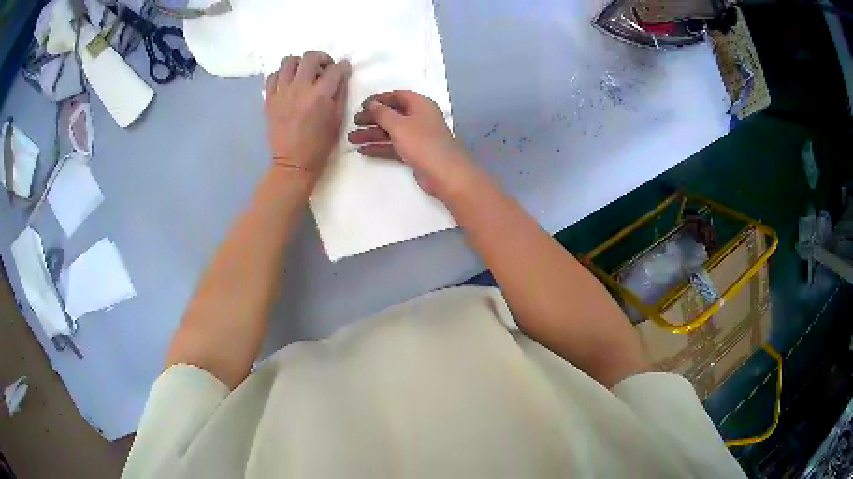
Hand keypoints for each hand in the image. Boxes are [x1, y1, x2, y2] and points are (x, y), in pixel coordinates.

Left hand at [264, 51, 350, 185]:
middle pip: (310, 57)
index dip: (343, 66)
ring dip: (299, 62)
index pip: (335, 69)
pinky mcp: (269, 100)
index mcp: (320, 95)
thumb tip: (340, 77)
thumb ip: (339, 94)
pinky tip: (287, 83)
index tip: (343, 69)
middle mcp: (299, 89)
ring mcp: (281, 93)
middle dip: (322, 58)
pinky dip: (281, 75)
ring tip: (303, 72)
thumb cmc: (319, 145)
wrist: (292, 164)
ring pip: (288, 61)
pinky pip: (272, 76)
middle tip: (324, 67)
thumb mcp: (338, 120)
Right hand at [348, 90, 472, 197]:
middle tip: (353, 123)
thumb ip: (382, 113)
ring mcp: (417, 136)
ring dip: (372, 134)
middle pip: (392, 114)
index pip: (397, 96)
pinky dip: (380, 147)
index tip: (361, 105)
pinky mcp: (415, 153)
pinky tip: (363, 151)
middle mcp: (419, 118)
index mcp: (420, 105)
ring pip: (391, 131)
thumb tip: (371, 104)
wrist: (445, 174)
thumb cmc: (422, 143)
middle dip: (372, 118)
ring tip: (351, 139)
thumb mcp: (399, 125)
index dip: (379, 99)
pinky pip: (394, 146)